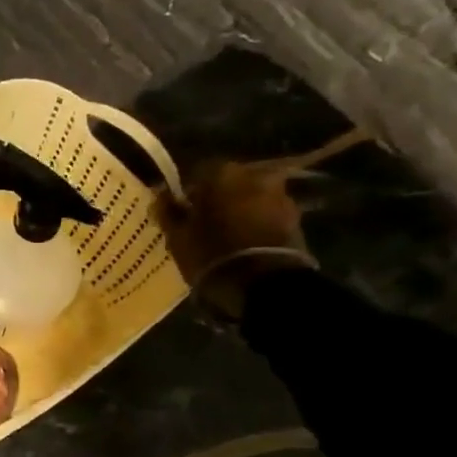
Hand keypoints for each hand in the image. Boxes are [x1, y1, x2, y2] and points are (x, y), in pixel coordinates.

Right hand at [160, 159, 311, 317]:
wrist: (264, 284)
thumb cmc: (211, 254)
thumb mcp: (177, 237)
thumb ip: (168, 212)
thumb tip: (161, 195)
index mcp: (222, 174)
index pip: (198, 172)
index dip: (188, 192)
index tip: (181, 211)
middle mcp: (255, 175)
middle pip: (229, 183)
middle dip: (217, 199)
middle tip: (204, 224)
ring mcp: (280, 196)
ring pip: (250, 199)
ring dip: (239, 211)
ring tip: (226, 237)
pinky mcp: (296, 219)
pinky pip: (267, 216)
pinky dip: (256, 224)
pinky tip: (245, 244)